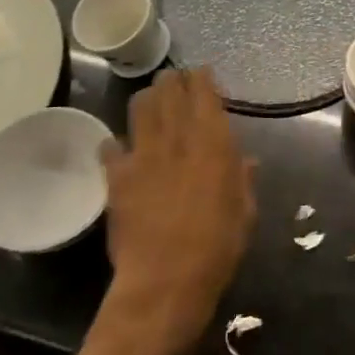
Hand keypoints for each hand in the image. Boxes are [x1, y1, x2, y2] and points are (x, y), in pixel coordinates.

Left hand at [102, 69, 255, 349]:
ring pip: (140, 107)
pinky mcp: (117, 177)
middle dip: (173, 80)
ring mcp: (142, 155)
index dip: (202, 78)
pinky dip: (116, 142)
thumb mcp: (244, 212)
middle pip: (169, 91)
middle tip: (176, 80)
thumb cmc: (216, 248)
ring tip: (152, 102)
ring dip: (147, 99)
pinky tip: (121, 148)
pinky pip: (110, 146)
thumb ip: (242, 180)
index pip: (203, 93)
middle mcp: (176, 139)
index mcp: (212, 143)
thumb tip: (245, 160)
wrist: (165, 282)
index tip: (202, 72)